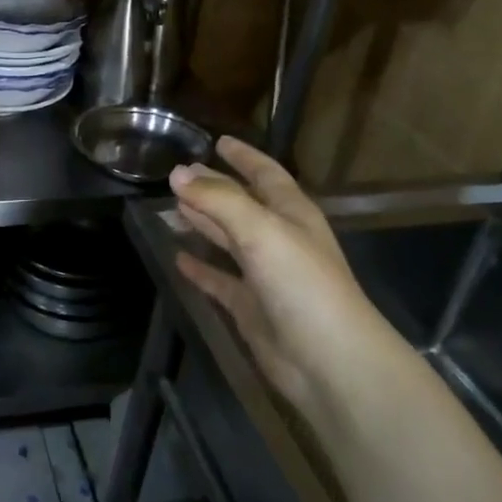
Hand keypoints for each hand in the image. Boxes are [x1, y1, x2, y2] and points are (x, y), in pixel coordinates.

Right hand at [169, 136, 375, 408]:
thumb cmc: (301, 283)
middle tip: (180, 173)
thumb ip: (219, 200)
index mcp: (292, 214)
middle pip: (242, 205)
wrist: (329, 360)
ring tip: (173, 206)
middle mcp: (279, 239)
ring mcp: (265, 275)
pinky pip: (220, 280)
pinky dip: (200, 268)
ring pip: (228, 240)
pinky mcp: (251, 308)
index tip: (218, 141)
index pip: (265, 174)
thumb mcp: (261, 230)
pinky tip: (178, 257)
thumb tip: (177, 173)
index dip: (244, 156)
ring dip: (204, 223)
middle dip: (215, 188)